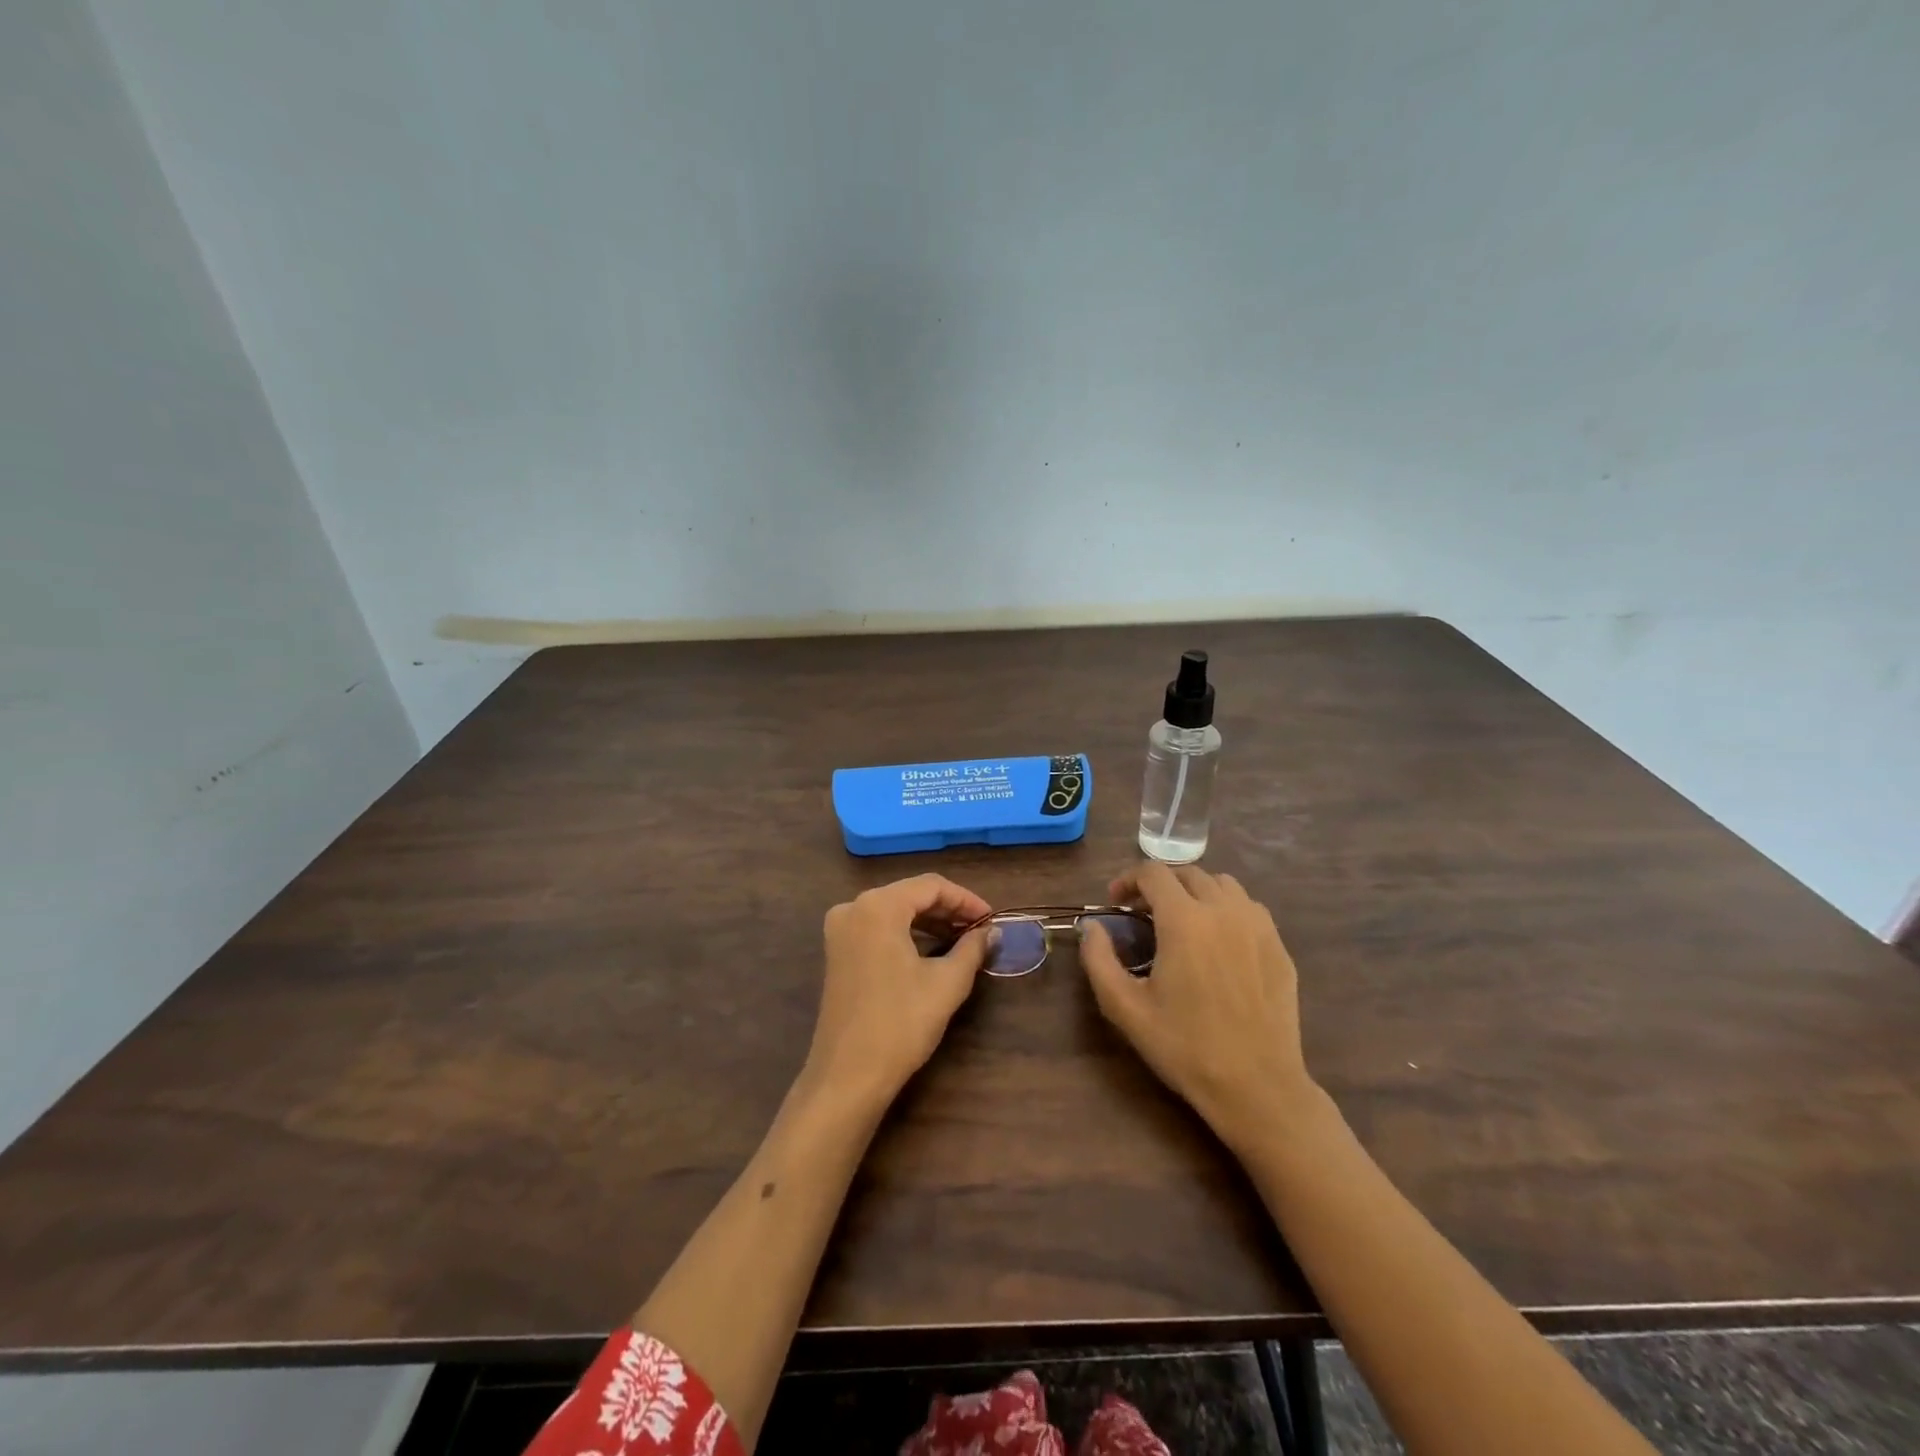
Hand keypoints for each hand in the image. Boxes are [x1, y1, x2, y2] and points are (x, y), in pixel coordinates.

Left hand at [802, 874, 993, 1112]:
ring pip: (895, 911)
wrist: (848, 1075)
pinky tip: (931, 950)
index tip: (992, 919)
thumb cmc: (900, 1023)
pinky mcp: (838, 951)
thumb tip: (992, 931)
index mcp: (878, 906)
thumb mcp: (946, 983)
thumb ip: (972, 948)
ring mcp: (840, 930)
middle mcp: (854, 907)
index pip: (931, 886)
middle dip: (948, 910)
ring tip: (962, 940)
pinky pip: (879, 928)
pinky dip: (907, 933)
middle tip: (981, 930)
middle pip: (910, 894)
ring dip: (929, 922)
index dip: (966, 899)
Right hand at [1080, 862, 1316, 1151]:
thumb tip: (1092, 927)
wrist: (1256, 1086)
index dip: (1127, 880)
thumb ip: (1099, 959)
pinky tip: (1219, 941)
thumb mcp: (1125, 1008)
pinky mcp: (1279, 947)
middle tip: (1144, 913)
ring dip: (1196, 892)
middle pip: (1188, 873)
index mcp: (1184, 920)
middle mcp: (1223, 910)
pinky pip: (1250, 909)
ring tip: (1183, 921)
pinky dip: (1227, 910)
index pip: (1152, 873)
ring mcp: (1258, 926)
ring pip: (1223, 885)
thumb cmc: (1184, 1047)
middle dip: (1160, 884)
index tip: (1116, 903)